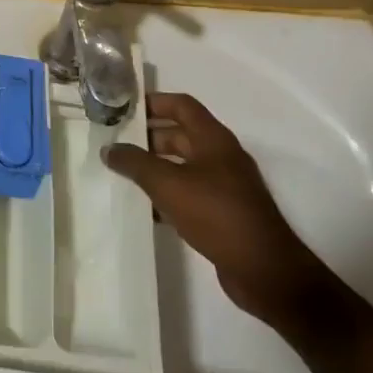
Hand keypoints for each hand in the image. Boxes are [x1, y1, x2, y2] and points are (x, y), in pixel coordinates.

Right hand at [103, 93, 330, 326]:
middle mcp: (221, 156)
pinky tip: (145, 209)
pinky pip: (189, 193)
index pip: (181, 105)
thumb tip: (108, 149)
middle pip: (180, 135)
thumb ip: (135, 164)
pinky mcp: (223, 212)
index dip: (154, 102)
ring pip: (183, 166)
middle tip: (115, 145)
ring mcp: (224, 185)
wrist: (263, 269)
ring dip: (155, 168)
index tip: (124, 108)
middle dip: (148, 138)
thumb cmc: (216, 214)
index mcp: (213, 139)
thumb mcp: (168, 184)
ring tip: (122, 175)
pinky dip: (167, 195)